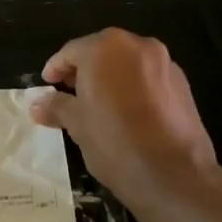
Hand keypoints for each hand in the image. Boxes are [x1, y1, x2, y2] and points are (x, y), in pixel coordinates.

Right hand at [30, 29, 221, 210]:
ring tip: (98, 105)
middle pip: (101, 52)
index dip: (56, 69)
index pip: (71, 52)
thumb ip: (57, 106)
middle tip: (70, 93)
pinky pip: (149, 78)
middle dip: (84, 71)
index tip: (47, 85)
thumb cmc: (115, 143)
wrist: (175, 176)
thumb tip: (37, 104)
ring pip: (127, 64)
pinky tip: (128, 113)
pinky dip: (134, 87)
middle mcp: (137, 45)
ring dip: (110, 78)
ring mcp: (165, 63)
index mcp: (105, 48)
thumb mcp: (77, 125)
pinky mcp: (184, 84)